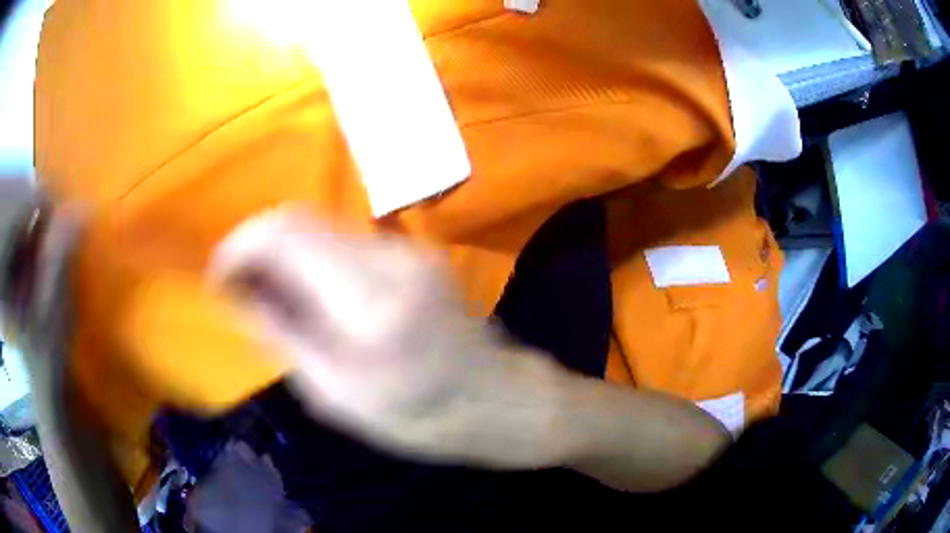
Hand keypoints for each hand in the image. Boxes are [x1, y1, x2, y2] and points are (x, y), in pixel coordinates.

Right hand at [209, 209, 567, 466]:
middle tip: (236, 288)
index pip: (285, 234)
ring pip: (320, 227)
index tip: (216, 277)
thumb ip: (282, 334)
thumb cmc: (422, 419)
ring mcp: (407, 249)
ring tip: (267, 295)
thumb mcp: (339, 396)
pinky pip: (344, 241)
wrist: (500, 400)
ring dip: (283, 253)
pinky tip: (308, 294)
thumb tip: (238, 290)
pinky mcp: (414, 252)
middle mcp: (390, 258)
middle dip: (256, 247)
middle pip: (299, 219)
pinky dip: (312, 258)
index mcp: (371, 302)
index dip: (239, 246)